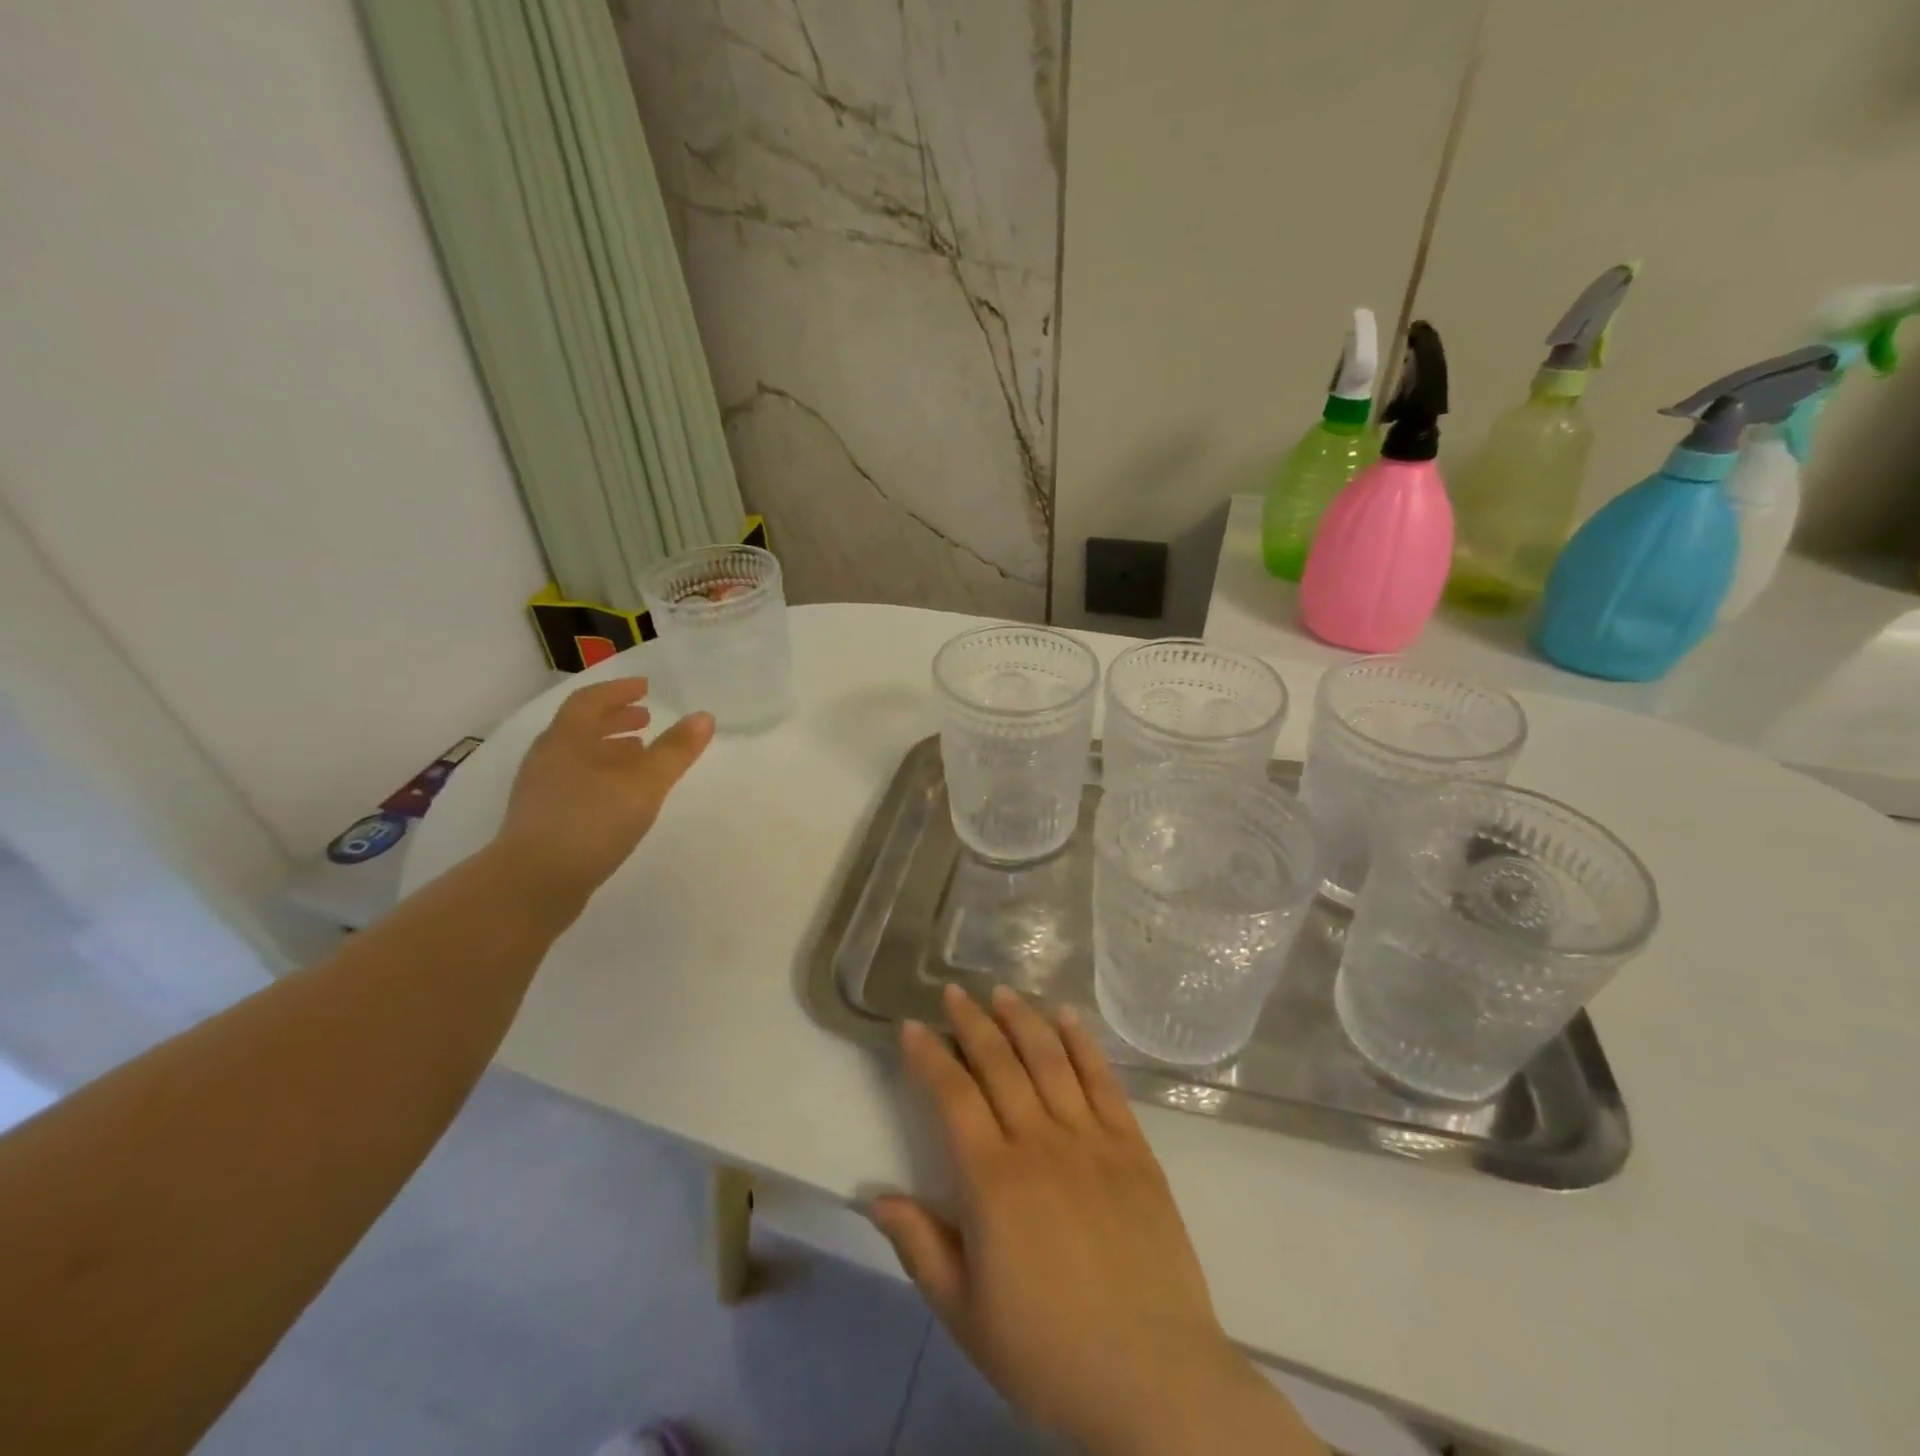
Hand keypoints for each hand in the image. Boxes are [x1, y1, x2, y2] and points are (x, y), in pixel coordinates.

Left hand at [496, 677, 713, 908]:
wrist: (533, 883)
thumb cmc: (591, 821)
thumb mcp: (644, 783)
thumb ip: (675, 750)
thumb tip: (704, 716)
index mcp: (567, 738)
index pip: (591, 700)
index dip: (619, 691)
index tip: (646, 688)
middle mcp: (548, 757)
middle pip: (582, 726)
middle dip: (616, 719)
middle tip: (646, 719)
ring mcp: (541, 789)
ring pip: (578, 756)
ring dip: (609, 749)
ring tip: (639, 754)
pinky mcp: (542, 818)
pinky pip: (575, 781)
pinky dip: (601, 775)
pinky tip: (619, 795)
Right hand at [870, 984, 1323, 1455]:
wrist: (1154, 1378)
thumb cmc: (1048, 1352)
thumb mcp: (966, 1314)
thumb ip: (919, 1246)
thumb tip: (876, 1196)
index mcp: (992, 1181)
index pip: (952, 1096)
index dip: (930, 1056)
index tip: (914, 1026)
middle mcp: (1039, 1142)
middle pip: (1000, 1064)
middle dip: (973, 1022)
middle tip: (955, 991)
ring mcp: (1091, 1139)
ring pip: (1050, 1059)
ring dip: (1023, 1019)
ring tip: (1003, 991)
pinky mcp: (1133, 1147)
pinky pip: (1102, 1080)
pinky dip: (1082, 1043)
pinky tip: (1067, 1018)